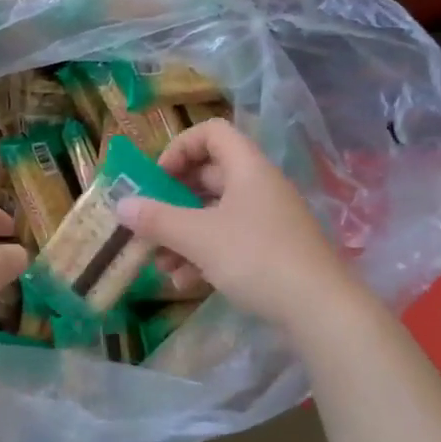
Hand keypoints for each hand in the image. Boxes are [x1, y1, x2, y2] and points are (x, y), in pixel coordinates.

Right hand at [117, 119, 353, 330]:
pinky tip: (183, 282)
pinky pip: (229, 241)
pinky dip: (203, 255)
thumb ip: (157, 220)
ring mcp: (267, 220)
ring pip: (215, 214)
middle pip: (208, 177)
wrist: (320, 309)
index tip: (157, 179)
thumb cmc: (256, 258)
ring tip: (158, 262)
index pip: (211, 133)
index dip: (179, 148)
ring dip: (182, 234)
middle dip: (172, 201)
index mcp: (247, 168)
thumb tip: (120, 205)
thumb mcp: (198, 238)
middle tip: (147, 222)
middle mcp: (258, 187)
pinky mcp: (272, 251)